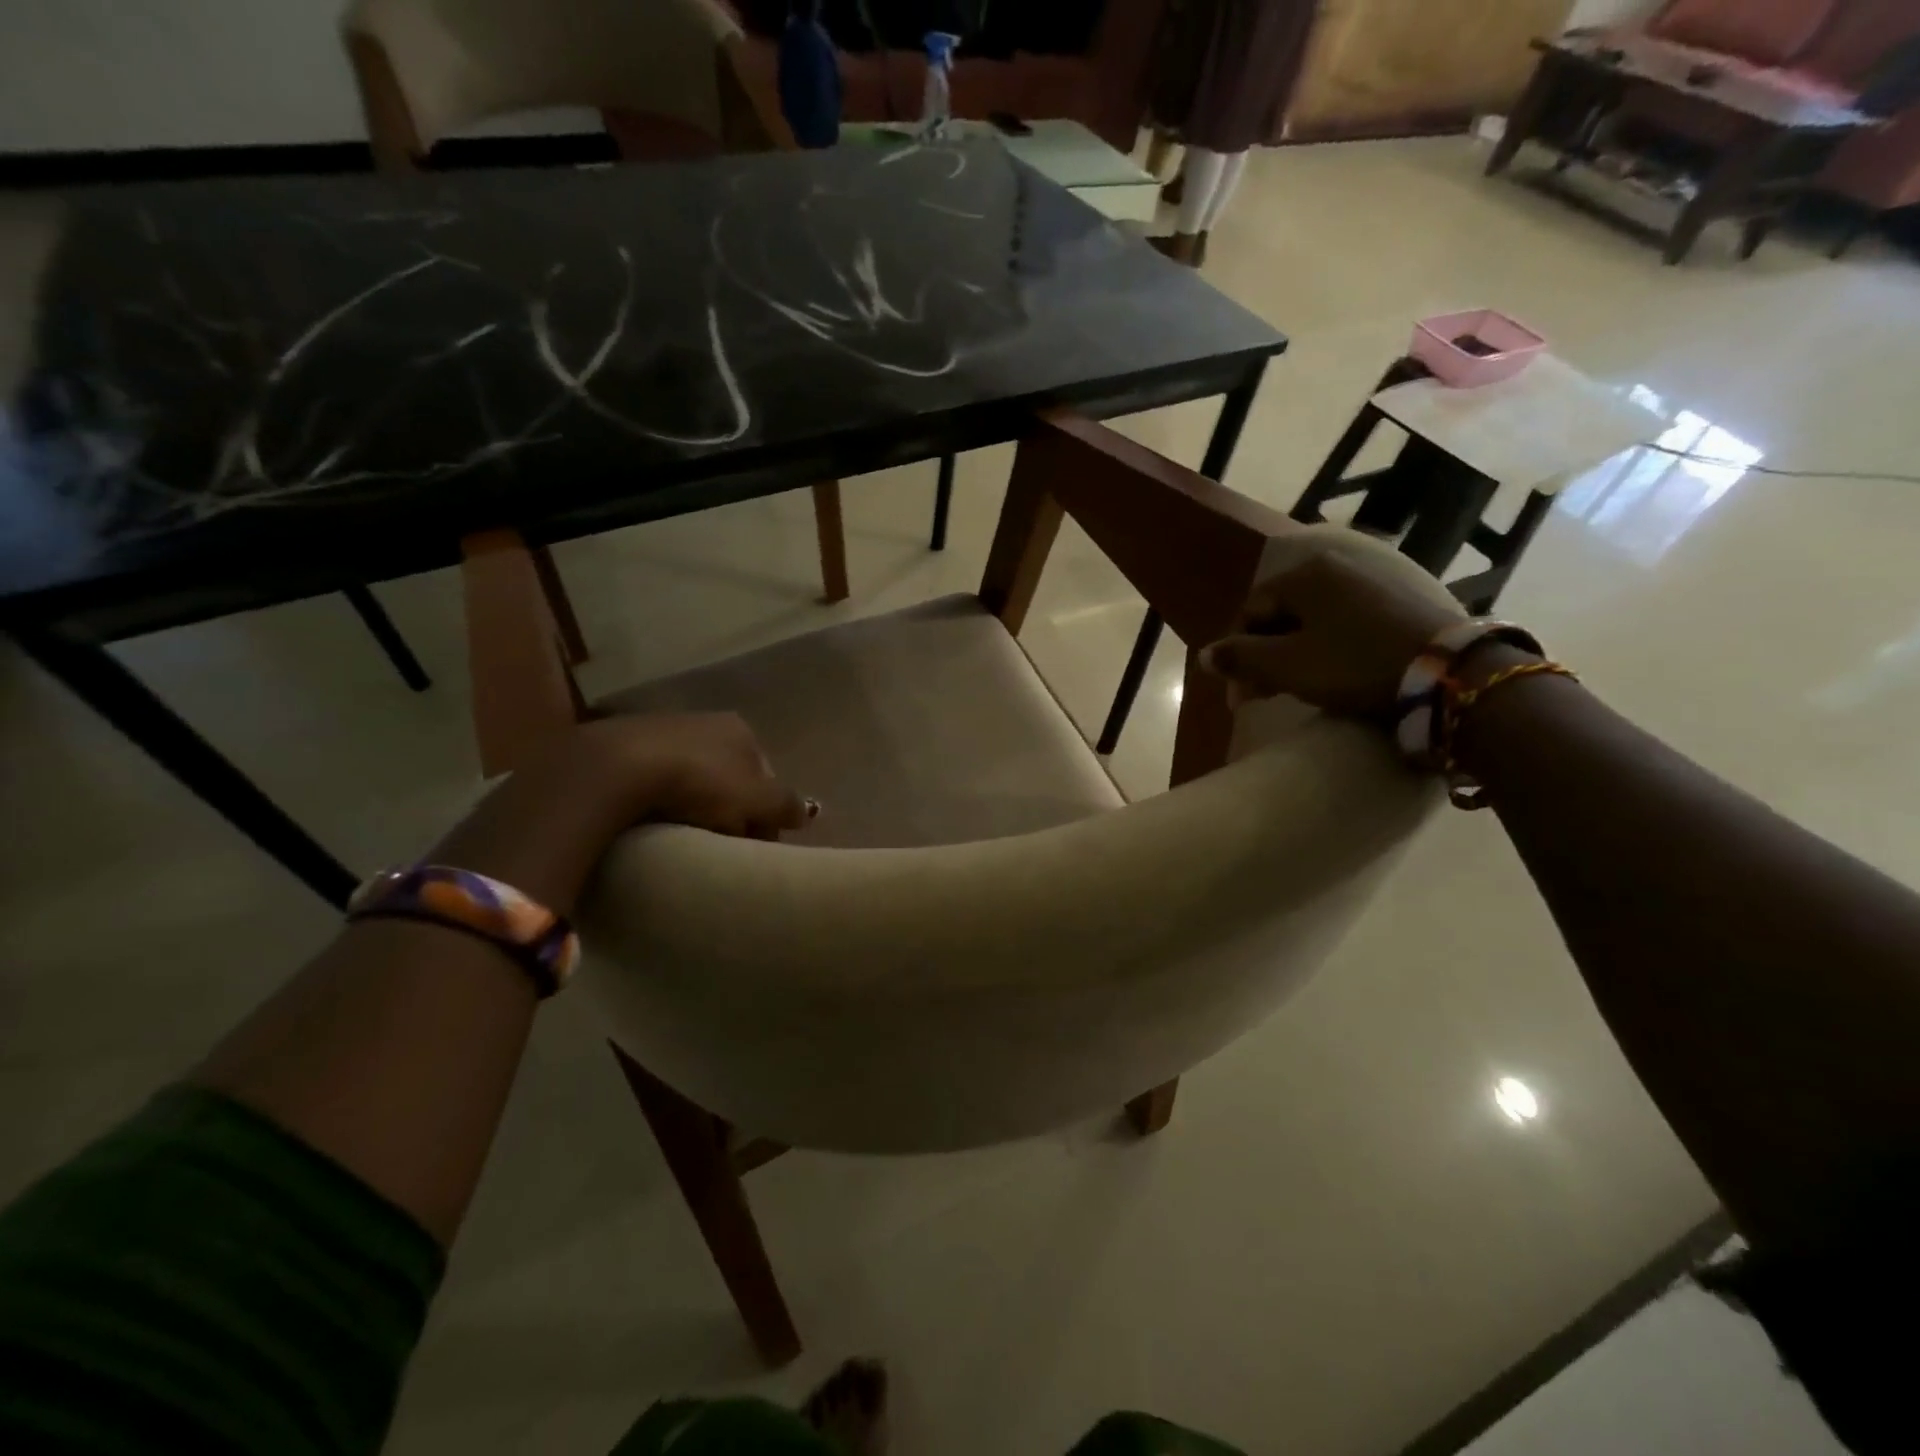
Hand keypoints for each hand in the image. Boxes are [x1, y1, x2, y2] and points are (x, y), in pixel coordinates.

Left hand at [570, 712, 810, 839]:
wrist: (617, 768)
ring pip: (694, 779)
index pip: (765, 778)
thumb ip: (785, 806)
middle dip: (731, 808)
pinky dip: (662, 800)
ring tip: (687, 838)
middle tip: (723, 845)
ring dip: (696, 806)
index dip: (764, 813)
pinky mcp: (625, 746)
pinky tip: (655, 822)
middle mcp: (707, 722)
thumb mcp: (756, 800)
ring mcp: (664, 730)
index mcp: (742, 730)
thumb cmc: (701, 782)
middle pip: (731, 777)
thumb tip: (804, 814)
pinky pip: (657, 781)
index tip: (754, 845)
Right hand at [1201, 535, 1463, 717]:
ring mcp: (1373, 578)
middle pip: (1281, 613)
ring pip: (1313, 618)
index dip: (1237, 654)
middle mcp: (1336, 564)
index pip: (1250, 611)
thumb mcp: (1286, 666)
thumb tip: (1204, 656)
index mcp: (1304, 574)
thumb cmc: (1355, 664)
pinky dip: (1329, 644)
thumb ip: (1239, 658)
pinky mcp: (1401, 597)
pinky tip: (1333, 669)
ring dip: (1295, 652)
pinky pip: (1346, 619)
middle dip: (1265, 655)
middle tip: (1263, 695)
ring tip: (1296, 686)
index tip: (1240, 695)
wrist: (1451, 672)